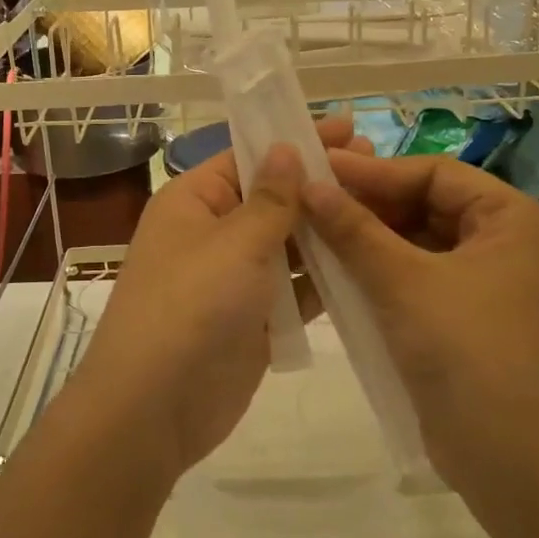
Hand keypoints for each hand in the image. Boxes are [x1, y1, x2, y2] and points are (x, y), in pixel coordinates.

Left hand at [66, 116, 371, 485]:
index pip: (249, 156)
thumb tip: (285, 146)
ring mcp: (233, 278)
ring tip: (384, 209)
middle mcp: (212, 232)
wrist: (154, 408)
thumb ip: (270, 198)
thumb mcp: (235, 242)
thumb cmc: (191, 306)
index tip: (349, 129)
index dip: (296, 140)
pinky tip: (366, 263)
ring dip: (327, 231)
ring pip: (287, 244)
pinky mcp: (254, 319)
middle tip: (377, 165)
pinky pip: (294, 289)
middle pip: (272, 198)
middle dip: (319, 184)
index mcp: (194, 200)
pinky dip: (324, 279)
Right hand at [300, 151, 538, 489]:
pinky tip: (335, 271)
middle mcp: (504, 242)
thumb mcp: (403, 281)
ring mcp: (485, 282)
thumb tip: (308, 183)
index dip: (374, 171)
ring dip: (367, 239)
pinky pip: (416, 277)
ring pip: (416, 243)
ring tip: (313, 232)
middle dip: (368, 205)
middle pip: (425, 205)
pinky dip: (378, 272)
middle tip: (310, 201)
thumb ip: (353, 229)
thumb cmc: (467, 351)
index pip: (434, 173)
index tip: (318, 169)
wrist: (514, 462)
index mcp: (509, 218)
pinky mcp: (465, 317)